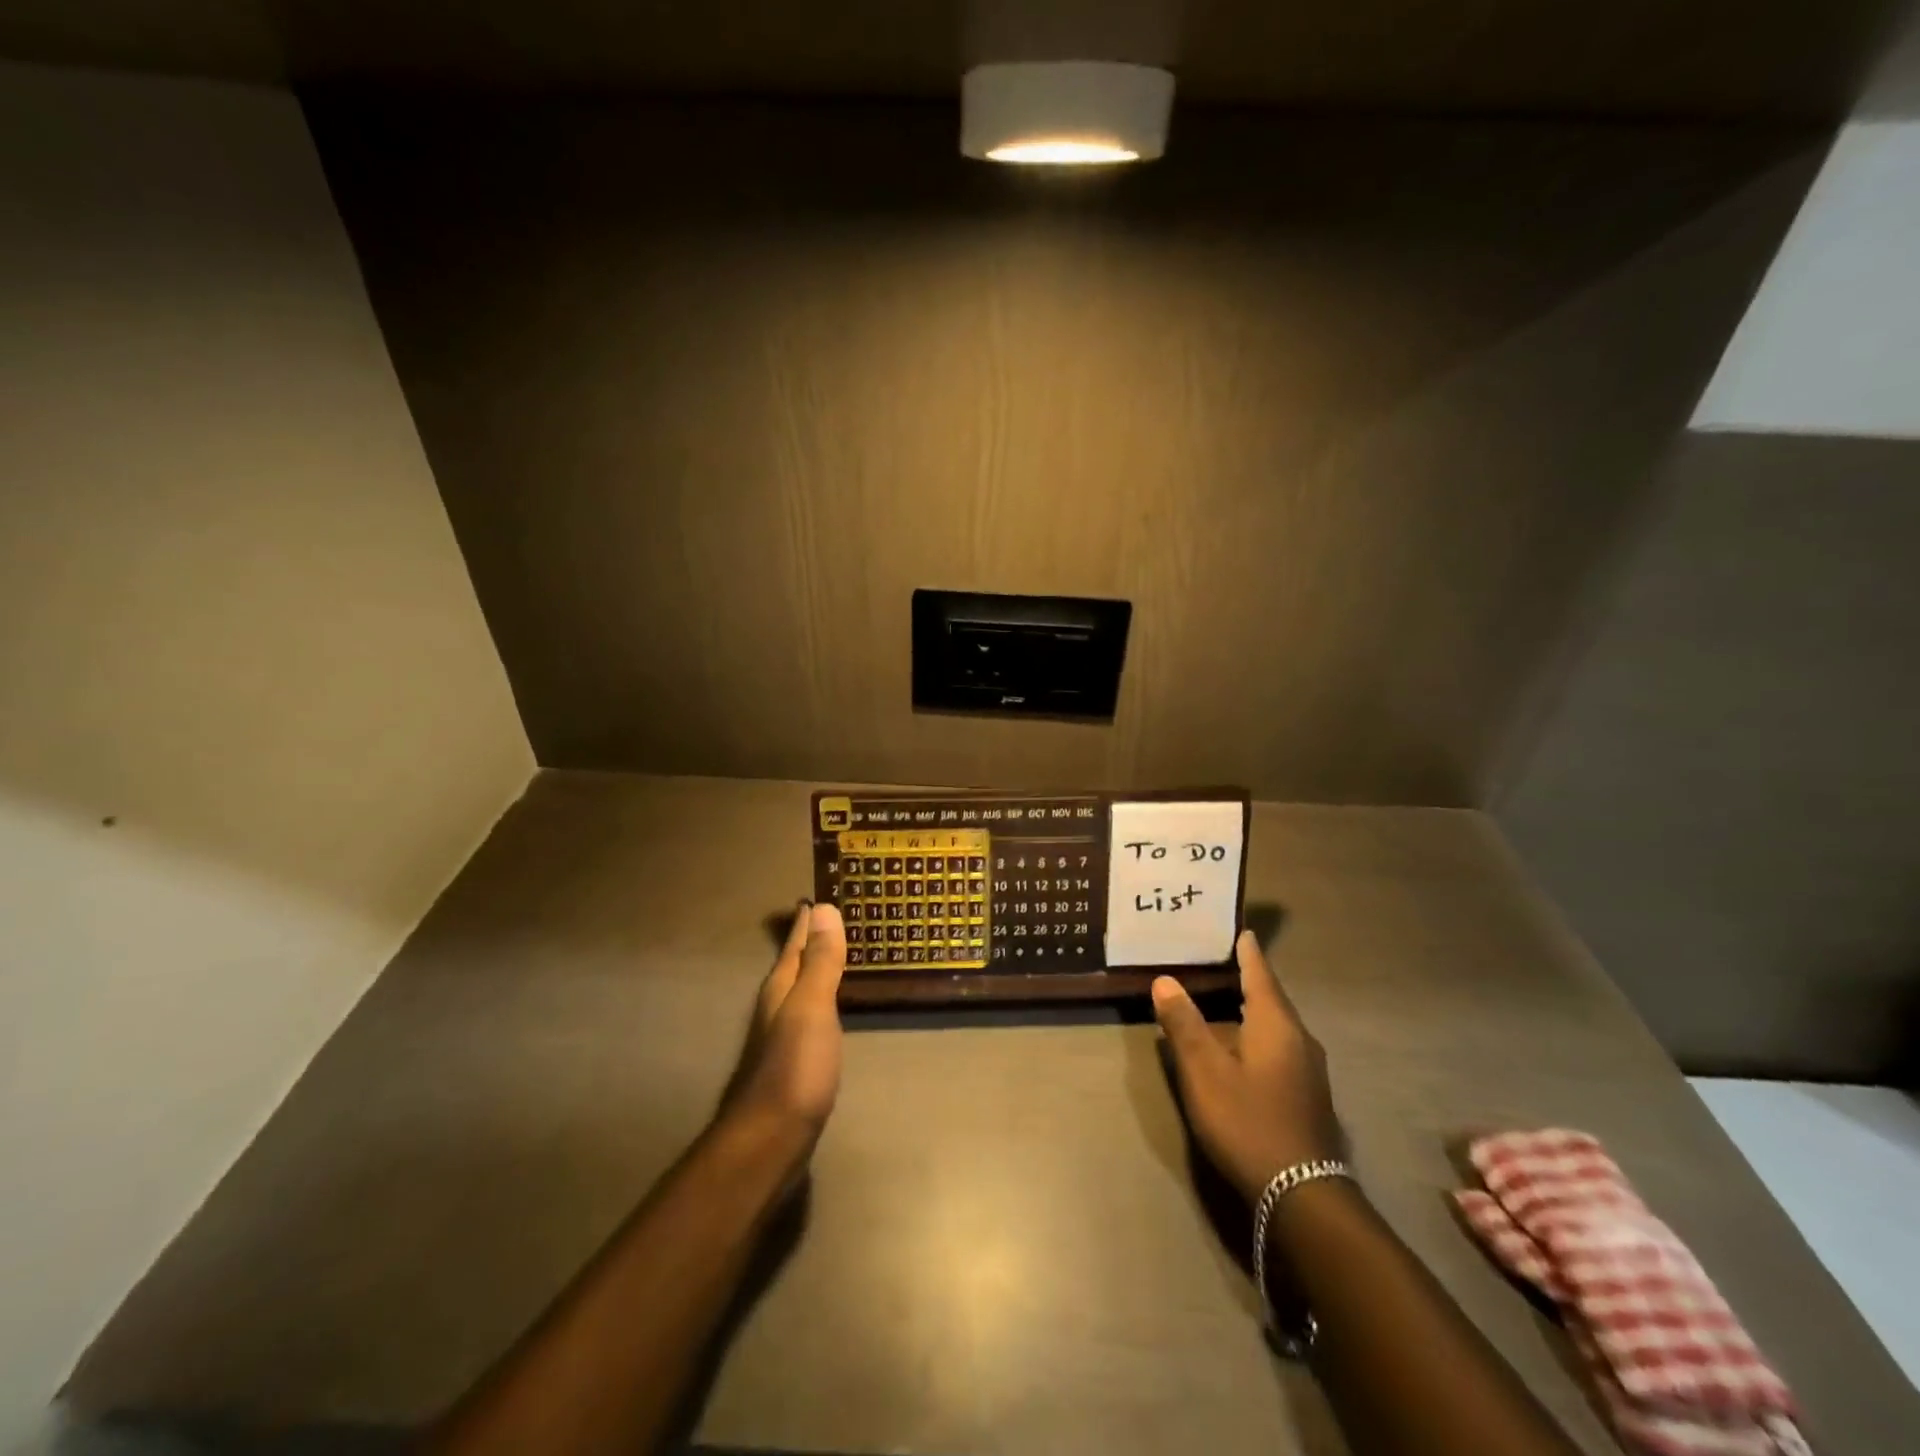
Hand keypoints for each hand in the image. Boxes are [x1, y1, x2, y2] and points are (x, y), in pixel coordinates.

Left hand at [733, 901, 846, 1134]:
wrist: (771, 1141)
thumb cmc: (794, 1069)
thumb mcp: (811, 1008)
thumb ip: (820, 962)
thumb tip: (823, 908)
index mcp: (782, 989)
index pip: (796, 943)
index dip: (806, 920)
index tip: (818, 895)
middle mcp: (778, 1007)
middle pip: (795, 963)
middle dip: (810, 940)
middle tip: (832, 916)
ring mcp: (785, 1037)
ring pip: (801, 989)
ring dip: (816, 969)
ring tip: (835, 952)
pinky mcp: (796, 1062)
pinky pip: (811, 1014)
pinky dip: (823, 998)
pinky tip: (831, 1006)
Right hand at [1152, 930, 1341, 1205]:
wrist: (1302, 1195)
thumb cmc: (1248, 1121)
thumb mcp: (1204, 1072)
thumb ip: (1184, 1024)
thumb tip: (1165, 980)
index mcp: (1276, 1024)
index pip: (1260, 974)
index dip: (1247, 952)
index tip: (1239, 929)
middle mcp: (1299, 1039)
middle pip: (1271, 998)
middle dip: (1247, 979)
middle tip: (1219, 960)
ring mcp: (1309, 1071)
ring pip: (1276, 1026)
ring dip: (1252, 1010)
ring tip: (1224, 1000)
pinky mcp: (1307, 1096)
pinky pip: (1280, 1048)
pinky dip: (1258, 1036)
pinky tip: (1241, 1048)